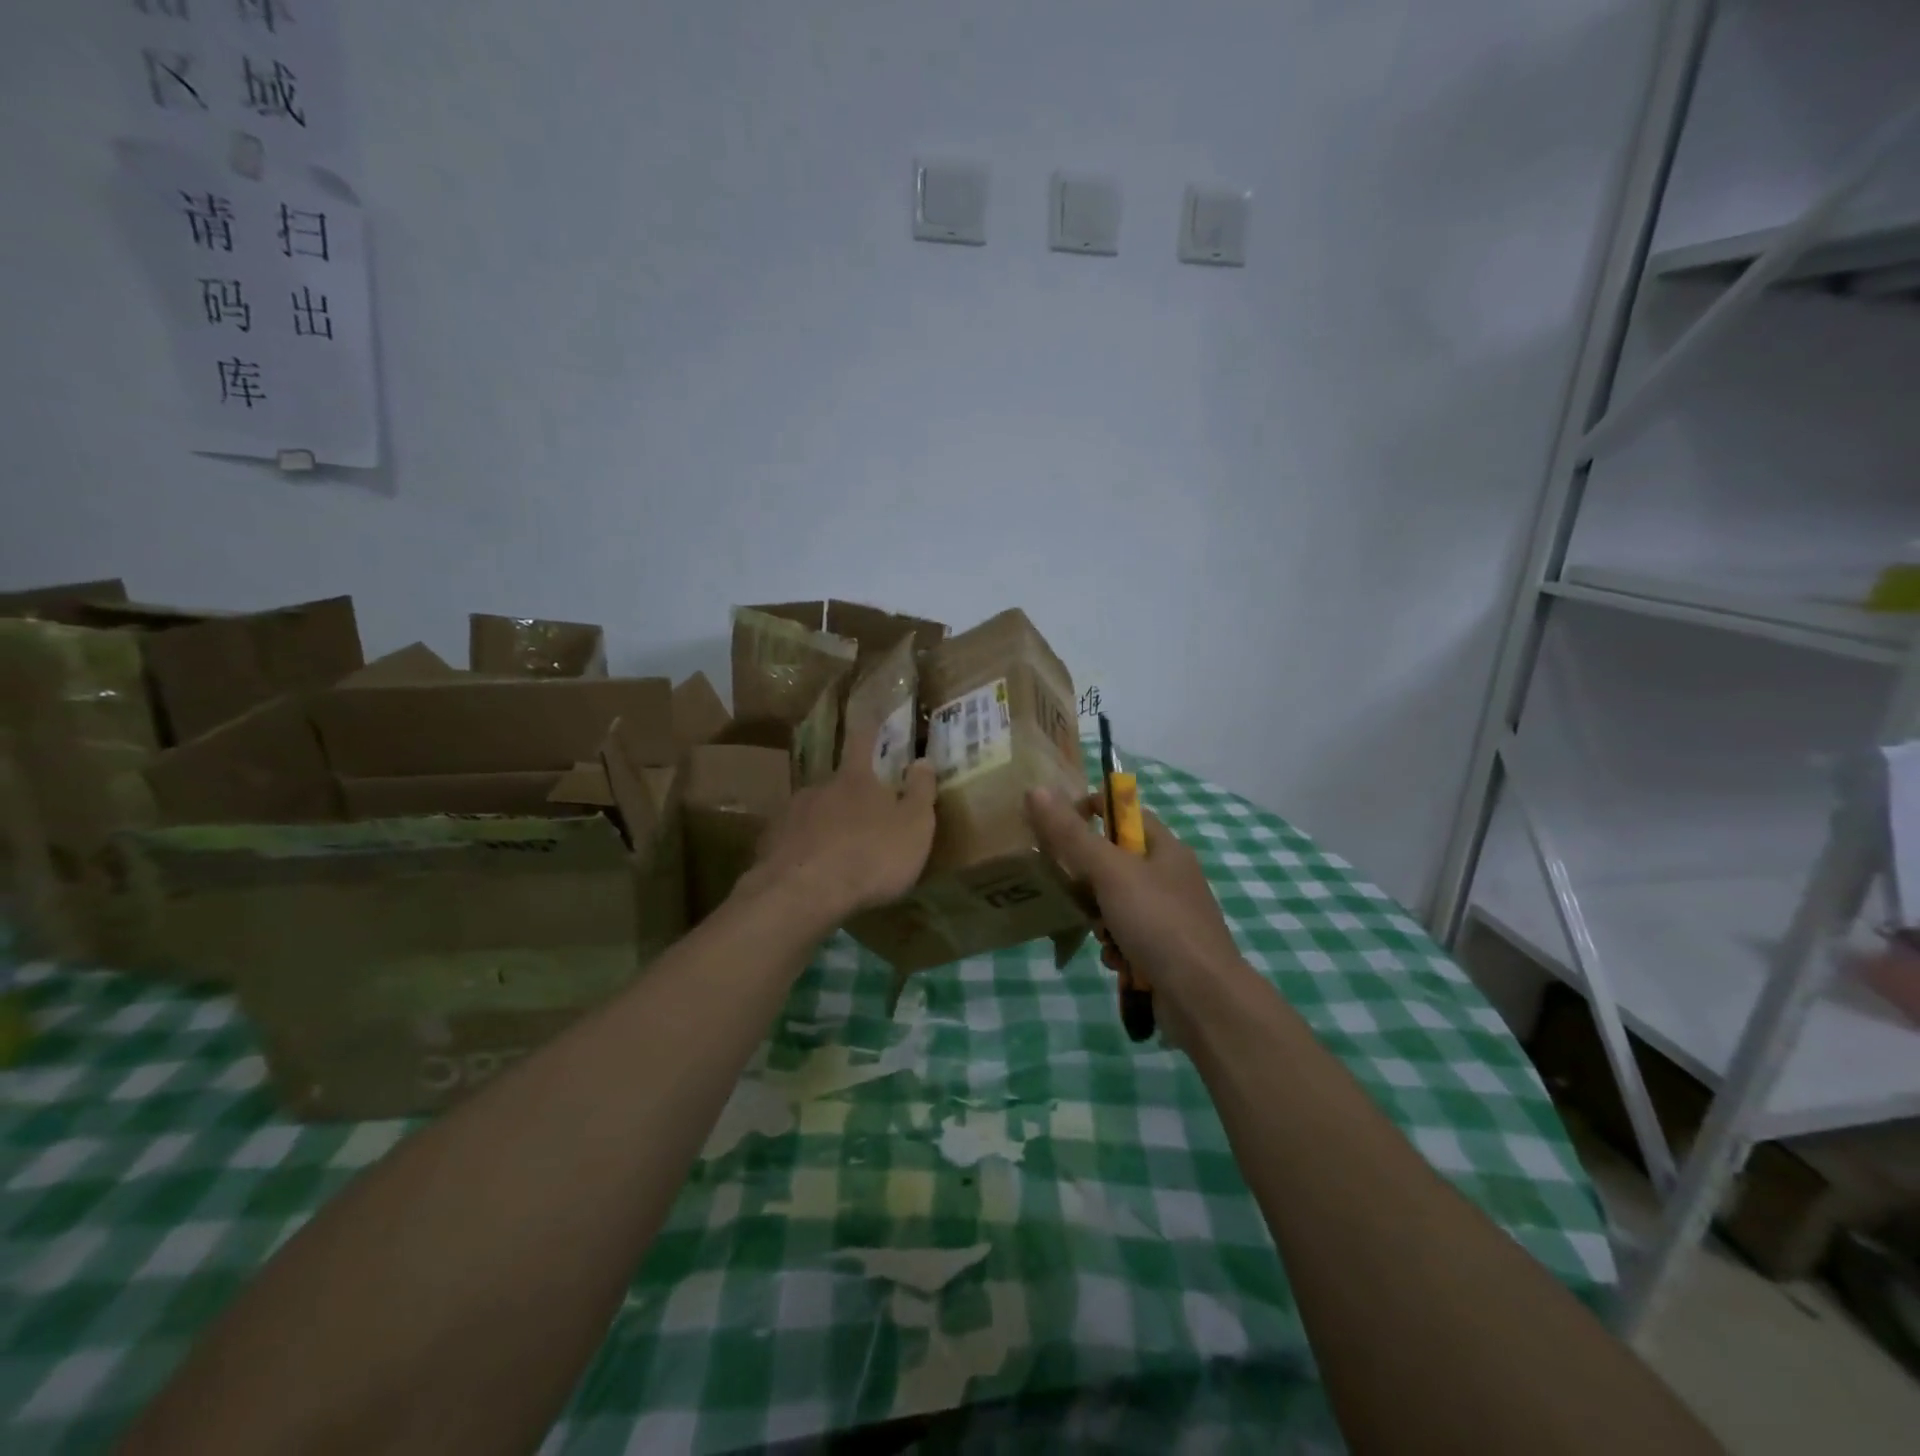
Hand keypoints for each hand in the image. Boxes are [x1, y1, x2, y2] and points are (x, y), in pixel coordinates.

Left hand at [736, 728, 936, 926]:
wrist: (802, 895)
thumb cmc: (870, 857)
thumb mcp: (914, 827)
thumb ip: (920, 792)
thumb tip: (923, 760)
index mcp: (856, 778)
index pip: (862, 740)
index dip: (869, 728)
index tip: (871, 718)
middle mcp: (819, 787)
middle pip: (837, 783)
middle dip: (850, 797)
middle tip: (864, 820)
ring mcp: (790, 814)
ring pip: (813, 812)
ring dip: (825, 825)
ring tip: (837, 853)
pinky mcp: (769, 844)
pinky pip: (792, 841)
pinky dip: (803, 851)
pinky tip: (810, 872)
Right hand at [1025, 787, 1243, 1013]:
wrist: (1203, 998)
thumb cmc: (1158, 922)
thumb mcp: (1110, 872)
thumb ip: (1072, 834)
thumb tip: (1037, 790)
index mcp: (1166, 848)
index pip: (1125, 813)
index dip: (1093, 812)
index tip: (1058, 827)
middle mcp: (1171, 877)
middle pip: (1116, 861)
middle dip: (1089, 879)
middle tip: (1071, 890)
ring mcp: (1170, 916)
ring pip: (1117, 903)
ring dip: (1100, 919)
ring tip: (1100, 933)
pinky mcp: (1165, 950)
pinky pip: (1128, 936)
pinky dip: (1116, 947)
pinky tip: (1116, 961)